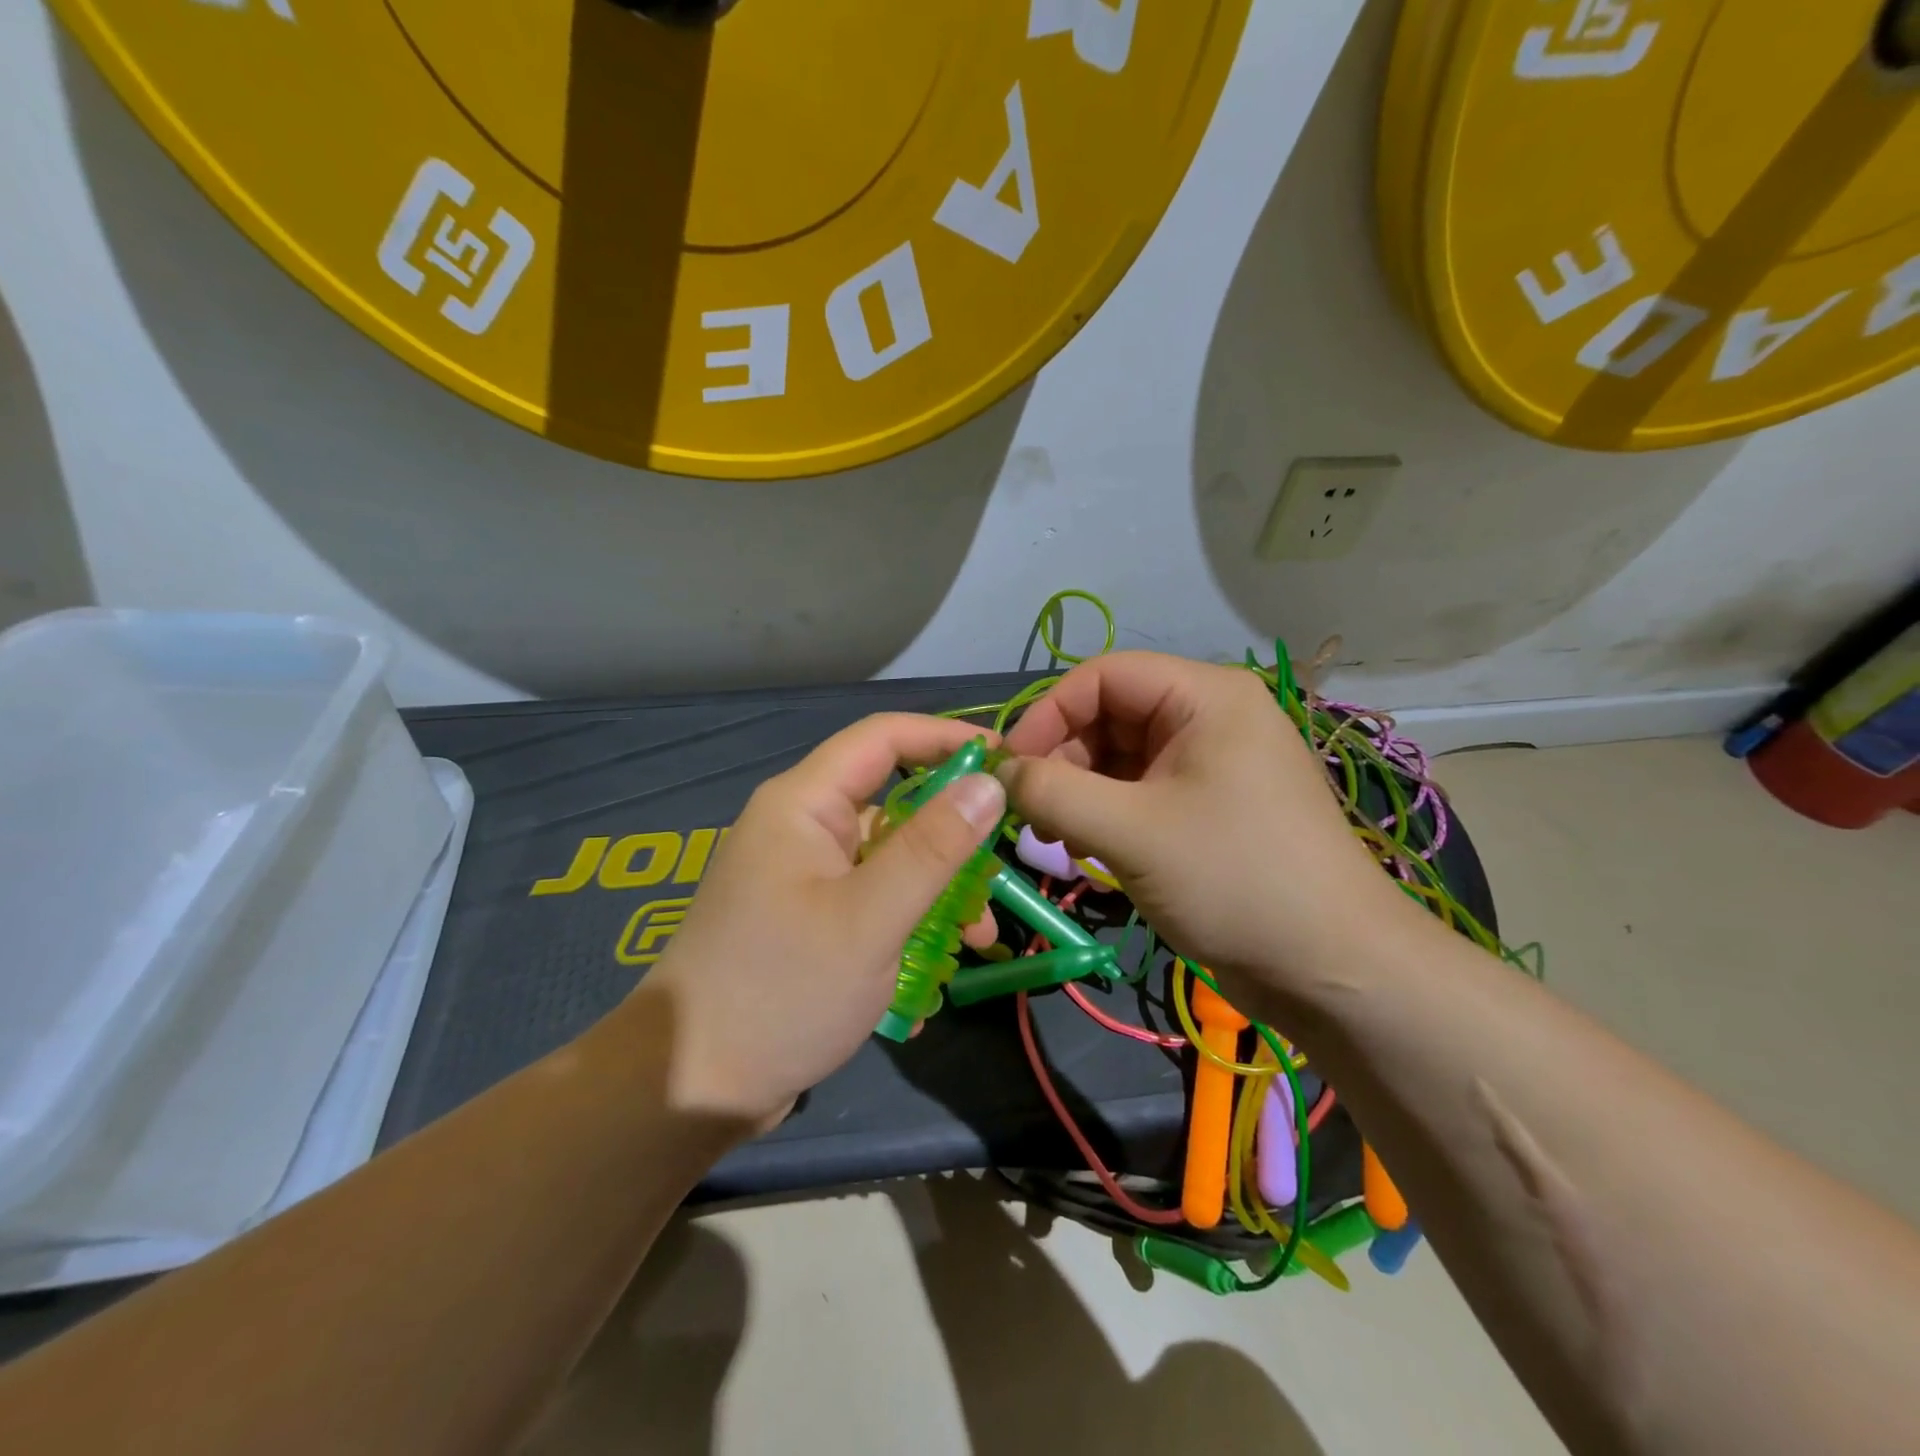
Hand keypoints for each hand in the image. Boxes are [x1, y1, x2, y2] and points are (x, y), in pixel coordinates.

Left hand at [630, 714, 1005, 1126]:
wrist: (691, 1089)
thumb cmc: (783, 990)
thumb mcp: (871, 918)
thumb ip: (934, 847)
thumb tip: (989, 782)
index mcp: (803, 804)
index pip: (884, 737)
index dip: (947, 738)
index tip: (1008, 761)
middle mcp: (800, 828)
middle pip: (892, 803)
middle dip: (951, 837)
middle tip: (999, 871)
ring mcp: (800, 876)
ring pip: (887, 860)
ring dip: (935, 893)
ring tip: (977, 941)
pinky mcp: (805, 920)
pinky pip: (869, 901)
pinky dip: (905, 925)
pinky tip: (928, 979)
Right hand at [998, 652, 1404, 1019]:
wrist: (1334, 970)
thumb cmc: (1236, 881)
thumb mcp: (1131, 832)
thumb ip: (1053, 793)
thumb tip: (998, 775)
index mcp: (1205, 696)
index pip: (1102, 676)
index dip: (1047, 714)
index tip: (1007, 768)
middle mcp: (1209, 717)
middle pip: (1109, 716)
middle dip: (1062, 760)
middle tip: (1028, 814)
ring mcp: (1211, 764)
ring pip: (1120, 758)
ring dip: (1079, 792)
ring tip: (1056, 839)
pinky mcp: (1209, 807)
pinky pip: (1140, 792)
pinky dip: (1105, 814)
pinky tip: (1085, 850)